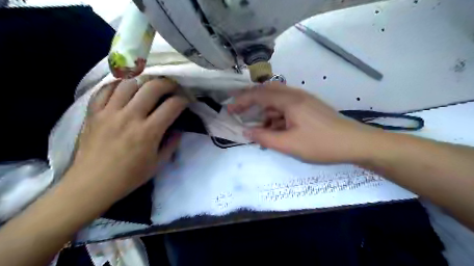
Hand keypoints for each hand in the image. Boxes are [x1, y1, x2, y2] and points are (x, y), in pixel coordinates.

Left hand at [65, 78, 186, 204]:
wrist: (92, 184)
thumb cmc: (129, 176)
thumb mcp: (158, 164)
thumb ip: (172, 144)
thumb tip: (178, 129)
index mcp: (148, 132)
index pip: (172, 106)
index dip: (183, 100)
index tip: (186, 100)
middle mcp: (130, 117)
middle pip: (152, 87)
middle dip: (167, 83)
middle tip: (172, 87)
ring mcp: (109, 112)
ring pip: (129, 83)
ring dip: (144, 81)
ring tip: (150, 86)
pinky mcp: (93, 112)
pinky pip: (105, 89)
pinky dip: (118, 85)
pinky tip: (125, 88)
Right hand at [226, 82, 379, 162]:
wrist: (355, 143)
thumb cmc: (321, 144)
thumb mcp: (289, 144)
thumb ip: (264, 138)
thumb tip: (246, 132)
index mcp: (289, 100)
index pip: (258, 94)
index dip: (241, 101)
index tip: (229, 110)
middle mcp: (295, 95)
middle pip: (267, 92)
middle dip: (251, 102)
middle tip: (239, 113)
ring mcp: (303, 101)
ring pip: (277, 102)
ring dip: (265, 114)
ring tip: (259, 131)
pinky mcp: (308, 108)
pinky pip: (286, 109)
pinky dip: (276, 118)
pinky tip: (275, 131)